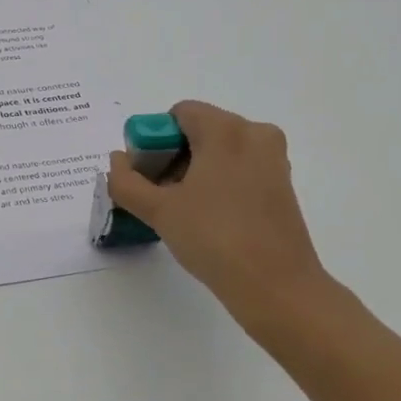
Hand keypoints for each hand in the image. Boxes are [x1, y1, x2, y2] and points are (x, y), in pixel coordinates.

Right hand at [107, 100, 337, 345]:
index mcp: (225, 129)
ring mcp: (273, 160)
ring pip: (221, 151)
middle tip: (158, 195)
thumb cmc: (214, 238)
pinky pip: (241, 169)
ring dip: (195, 171)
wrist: (276, 287)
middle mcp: (254, 134)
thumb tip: (118, 160)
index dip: (154, 140)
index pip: (178, 114)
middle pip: (200, 130)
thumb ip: (127, 181)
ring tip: (181, 210)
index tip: (146, 175)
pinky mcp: (283, 185)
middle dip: (173, 156)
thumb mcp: (158, 210)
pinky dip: (219, 182)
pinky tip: (208, 218)